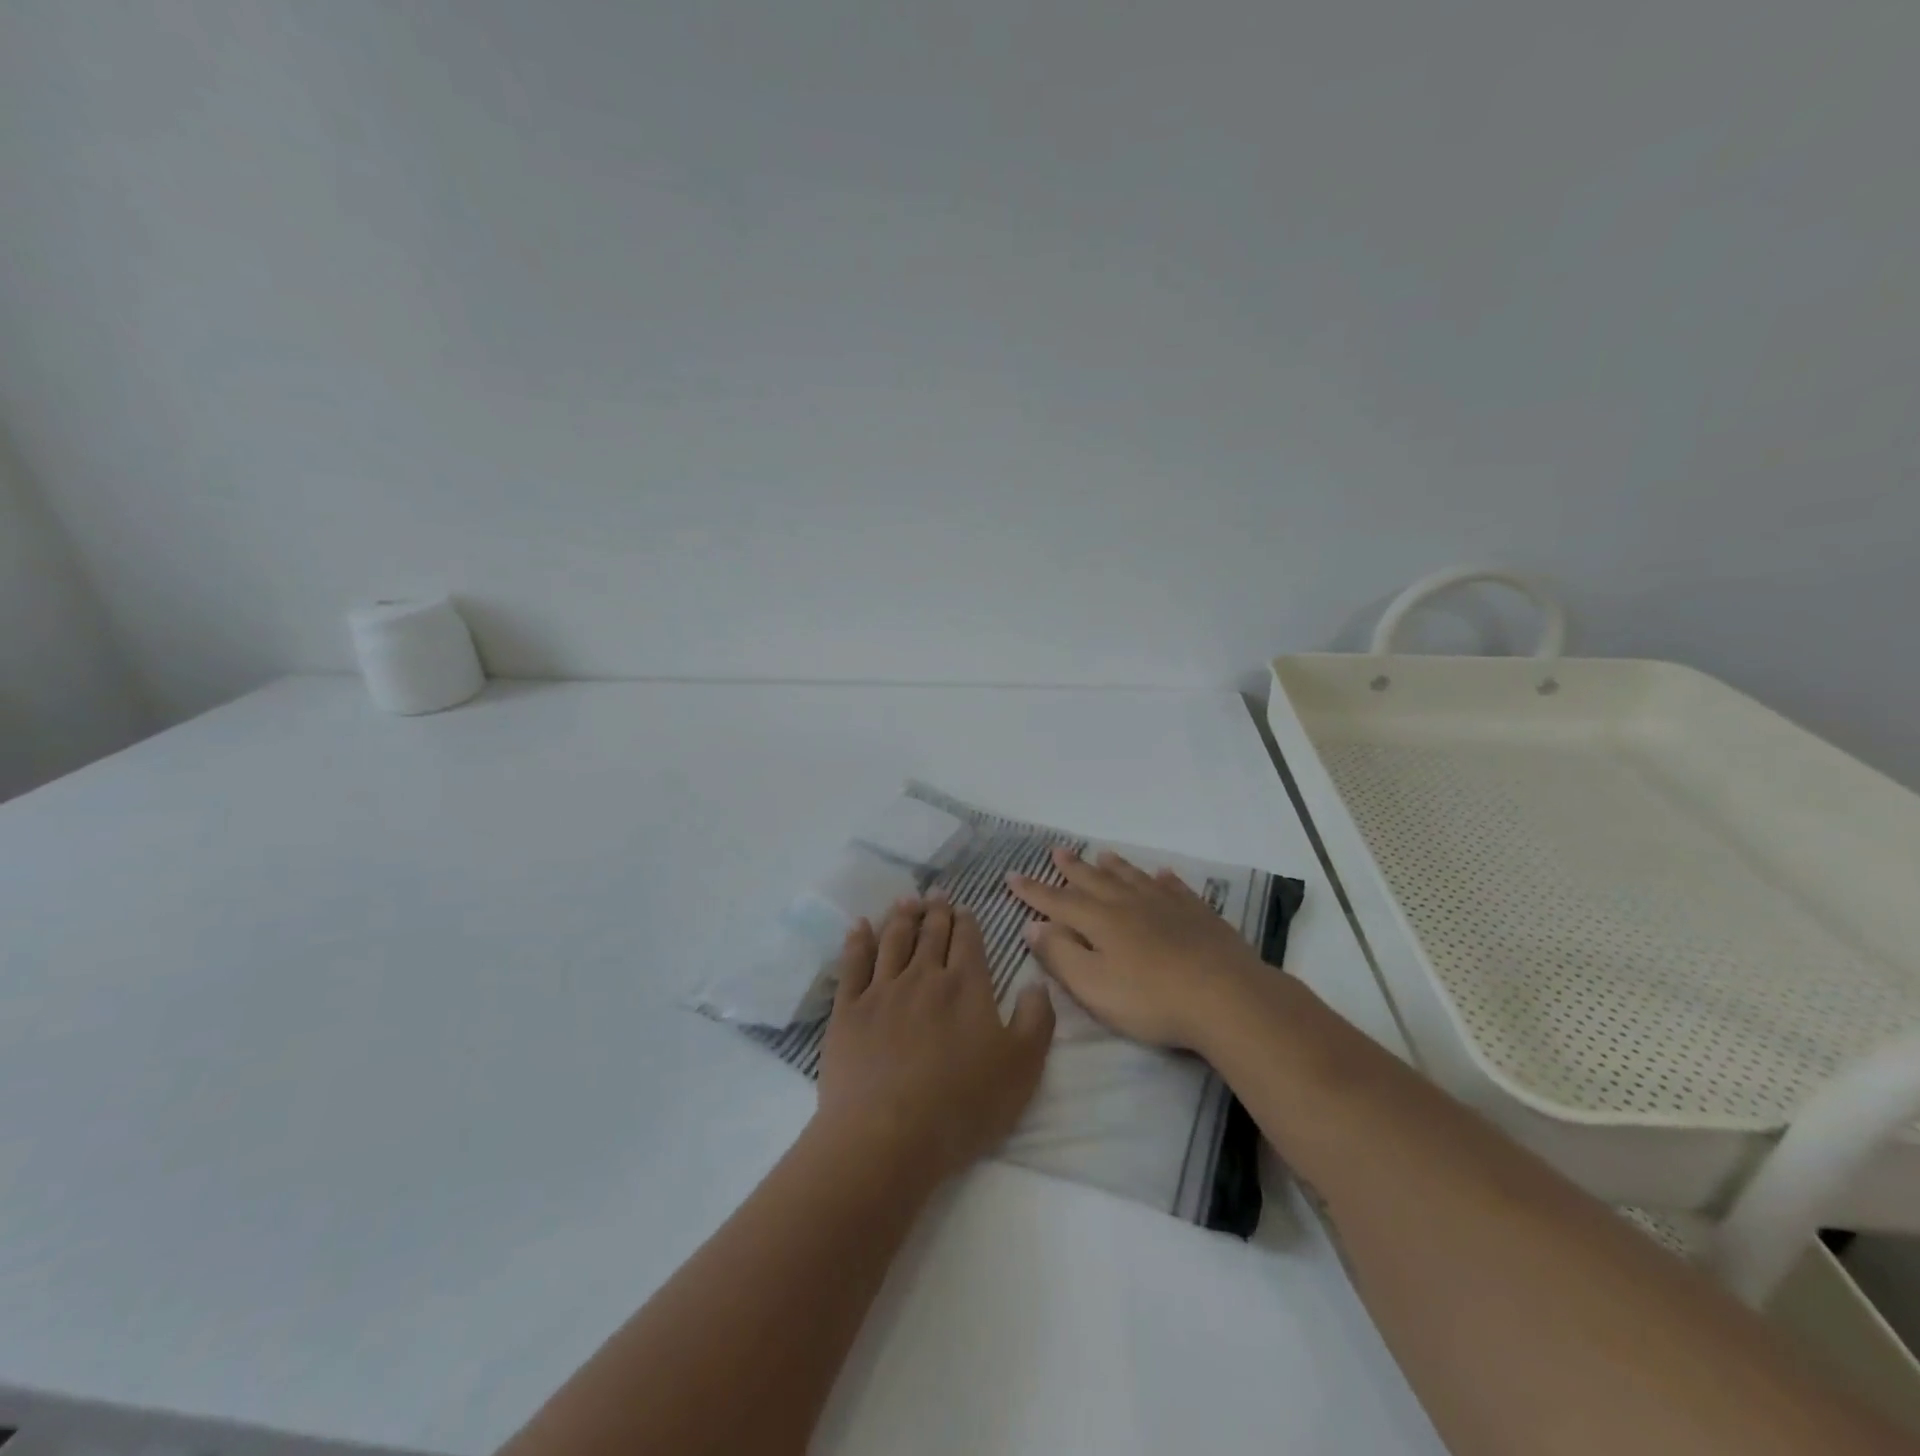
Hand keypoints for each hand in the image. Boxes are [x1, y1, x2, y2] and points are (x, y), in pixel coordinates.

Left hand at [817, 893, 1055, 1183]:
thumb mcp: (1022, 1068)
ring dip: (901, 916)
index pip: (968, 941)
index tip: (964, 908)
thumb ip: (1036, 1020)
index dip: (967, 922)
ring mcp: (881, 990)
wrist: (887, 1136)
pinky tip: (859, 926)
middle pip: (931, 933)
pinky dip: (858, 940)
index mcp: (966, 986)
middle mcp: (923, 977)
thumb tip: (1037, 982)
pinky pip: (853, 963)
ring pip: (893, 940)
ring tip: (906, 901)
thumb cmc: (962, 1106)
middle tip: (936, 894)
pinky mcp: (848, 1010)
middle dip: (936, 911)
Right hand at [1007, 847, 1261, 1049]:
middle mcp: (1129, 903)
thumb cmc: (1151, 999)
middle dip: (1072, 868)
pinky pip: (1174, 888)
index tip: (1012, 875)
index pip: (1058, 901)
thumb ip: (1060, 955)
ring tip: (1102, 854)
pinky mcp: (1198, 914)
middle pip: (1094, 881)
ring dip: (1114, 866)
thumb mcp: (1093, 986)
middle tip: (1056, 851)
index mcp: (1100, 920)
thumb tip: (1033, 925)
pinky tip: (1161, 874)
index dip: (1033, 891)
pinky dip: (1162, 879)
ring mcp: (1166, 905)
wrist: (1226, 996)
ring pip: (1133, 878)